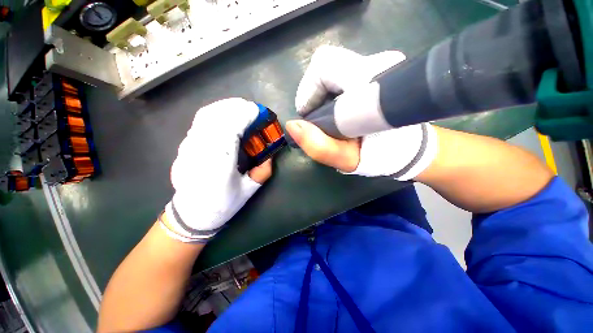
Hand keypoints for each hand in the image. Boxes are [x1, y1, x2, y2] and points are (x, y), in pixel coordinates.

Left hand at [161, 98, 271, 242]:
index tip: (257, 112)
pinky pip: (199, 122)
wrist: (192, 214)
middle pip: (215, 117)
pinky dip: (214, 113)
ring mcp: (189, 147)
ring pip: (205, 116)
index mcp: (219, 164)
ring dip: (224, 107)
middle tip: (251, 108)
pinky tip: (225, 115)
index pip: (229, 129)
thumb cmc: (223, 204)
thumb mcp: (249, 190)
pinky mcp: (184, 146)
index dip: (243, 116)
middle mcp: (201, 151)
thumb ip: (262, 171)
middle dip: (235, 107)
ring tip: (240, 108)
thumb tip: (270, 154)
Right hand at [286, 46, 436, 179]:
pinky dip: (330, 93)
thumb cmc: (383, 155)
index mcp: (370, 84)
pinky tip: (335, 111)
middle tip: (317, 119)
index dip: (309, 91)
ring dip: (321, 95)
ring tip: (327, 119)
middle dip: (313, 93)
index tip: (309, 117)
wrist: (409, 147)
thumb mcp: (349, 159)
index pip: (325, 66)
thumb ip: (321, 147)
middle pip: (325, 65)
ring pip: (331, 69)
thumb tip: (292, 126)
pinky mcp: (374, 72)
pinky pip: (340, 74)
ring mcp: (377, 65)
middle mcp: (375, 66)